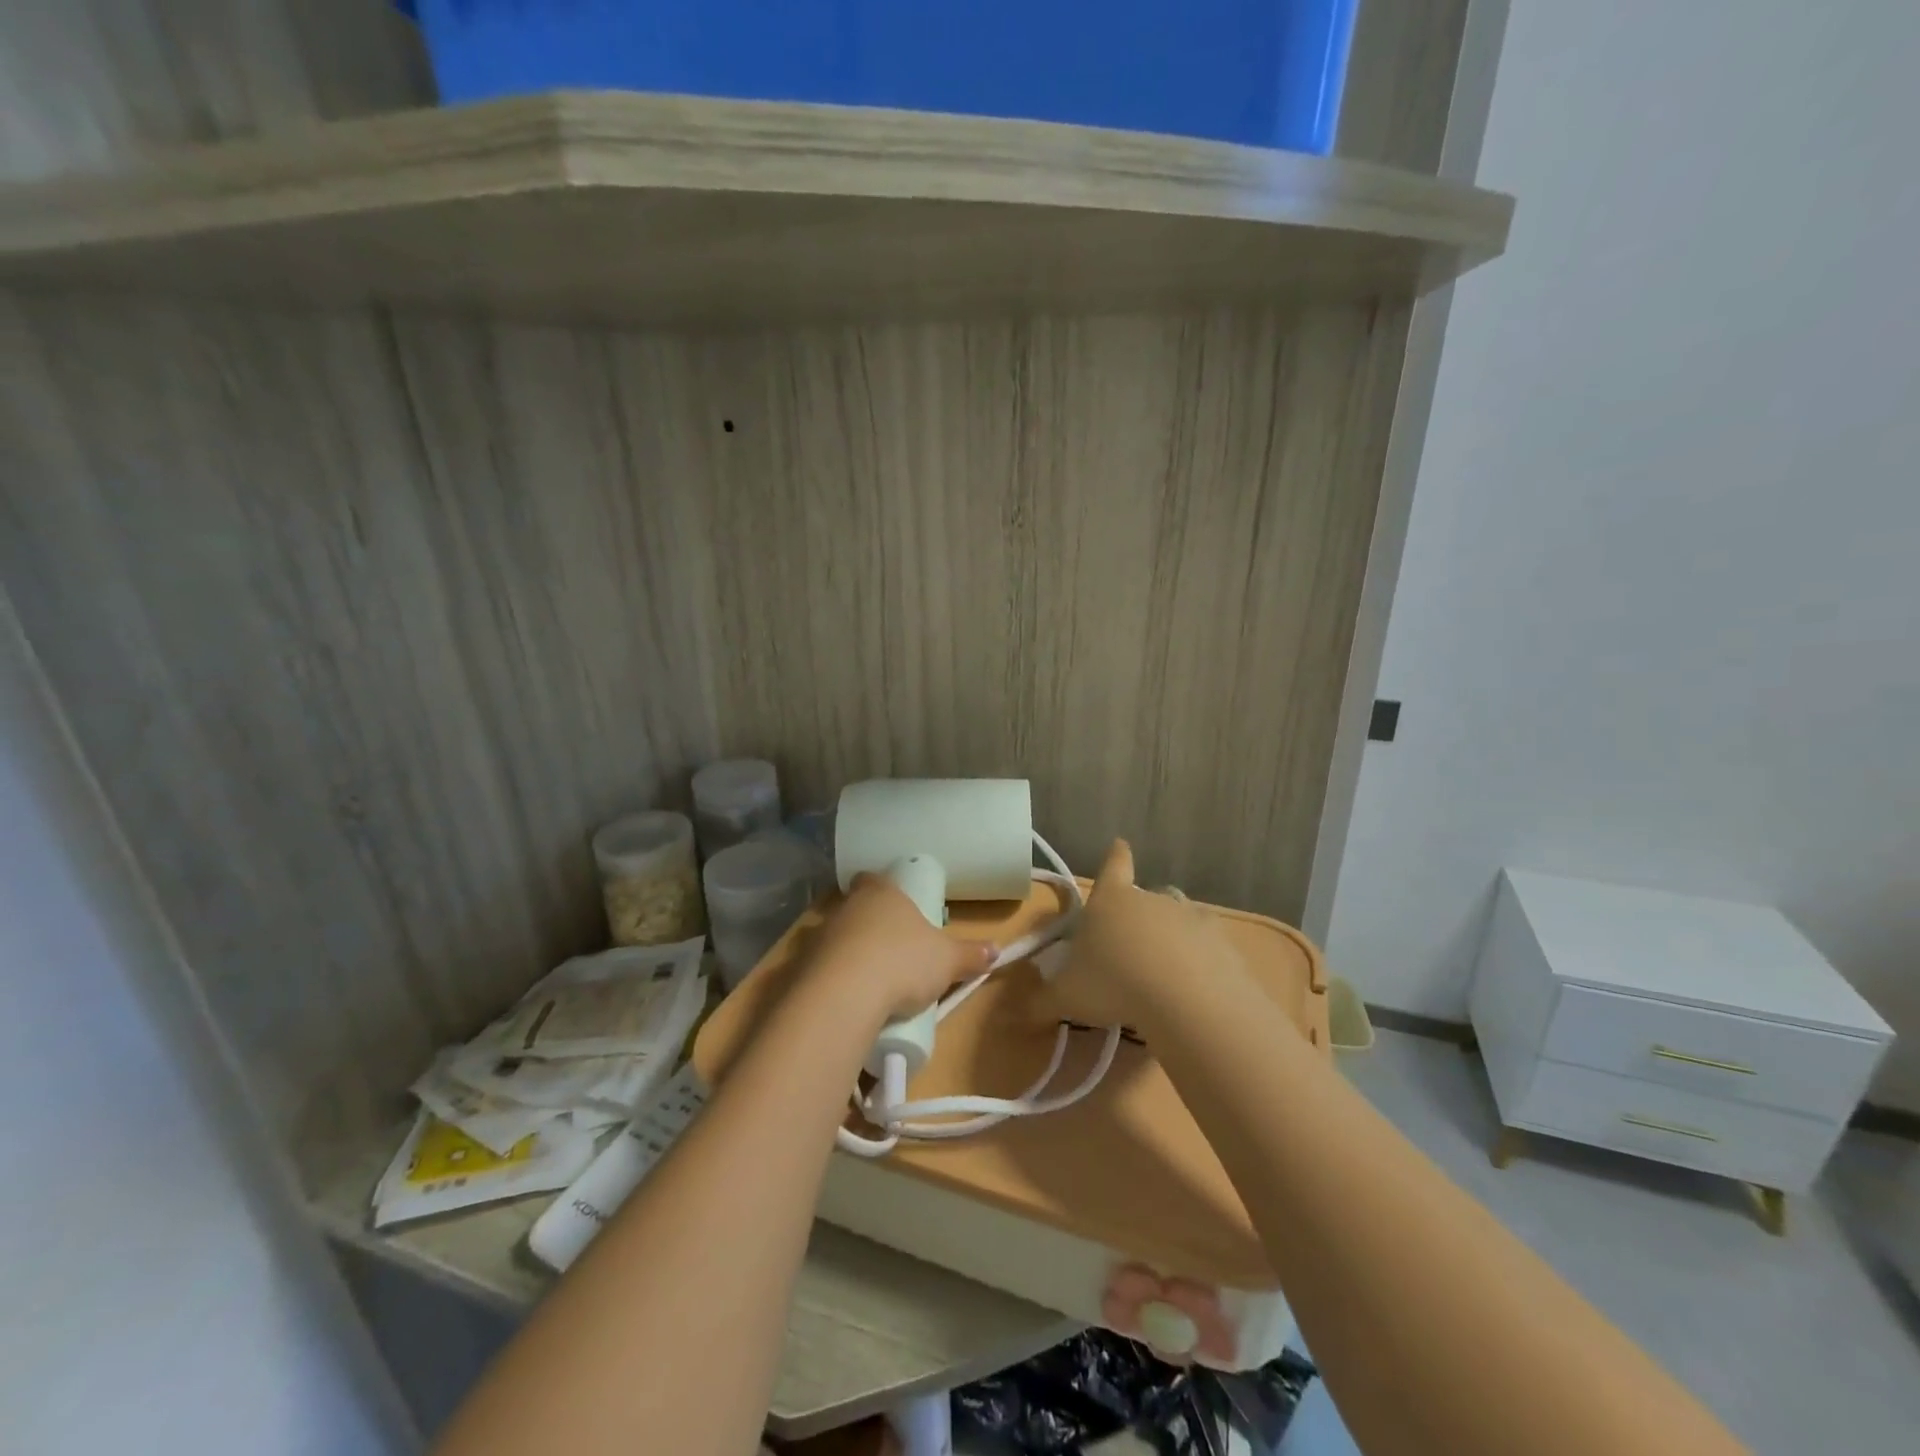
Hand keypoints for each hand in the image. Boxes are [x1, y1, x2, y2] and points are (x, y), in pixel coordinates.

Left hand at [803, 874, 993, 1023]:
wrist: (845, 994)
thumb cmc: (903, 961)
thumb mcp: (947, 960)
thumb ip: (971, 954)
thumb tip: (996, 950)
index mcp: (881, 893)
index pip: (874, 879)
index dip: (884, 890)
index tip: (896, 907)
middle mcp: (846, 907)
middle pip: (856, 908)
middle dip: (870, 926)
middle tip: (892, 950)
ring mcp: (820, 935)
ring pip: (837, 938)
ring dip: (850, 954)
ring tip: (871, 981)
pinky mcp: (801, 967)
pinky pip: (821, 969)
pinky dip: (833, 980)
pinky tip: (849, 1000)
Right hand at [1047, 840, 1243, 1034]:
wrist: (1183, 997)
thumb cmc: (1113, 983)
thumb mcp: (1066, 998)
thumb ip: (1040, 1003)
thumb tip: (1016, 1014)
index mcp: (1111, 900)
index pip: (1113, 866)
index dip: (1115, 856)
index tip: (1120, 844)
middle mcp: (1150, 899)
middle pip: (1145, 896)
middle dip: (1137, 916)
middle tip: (1129, 949)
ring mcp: (1188, 916)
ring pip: (1177, 917)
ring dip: (1170, 936)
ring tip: (1162, 969)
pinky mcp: (1219, 940)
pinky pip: (1205, 944)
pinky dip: (1199, 958)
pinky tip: (1193, 985)